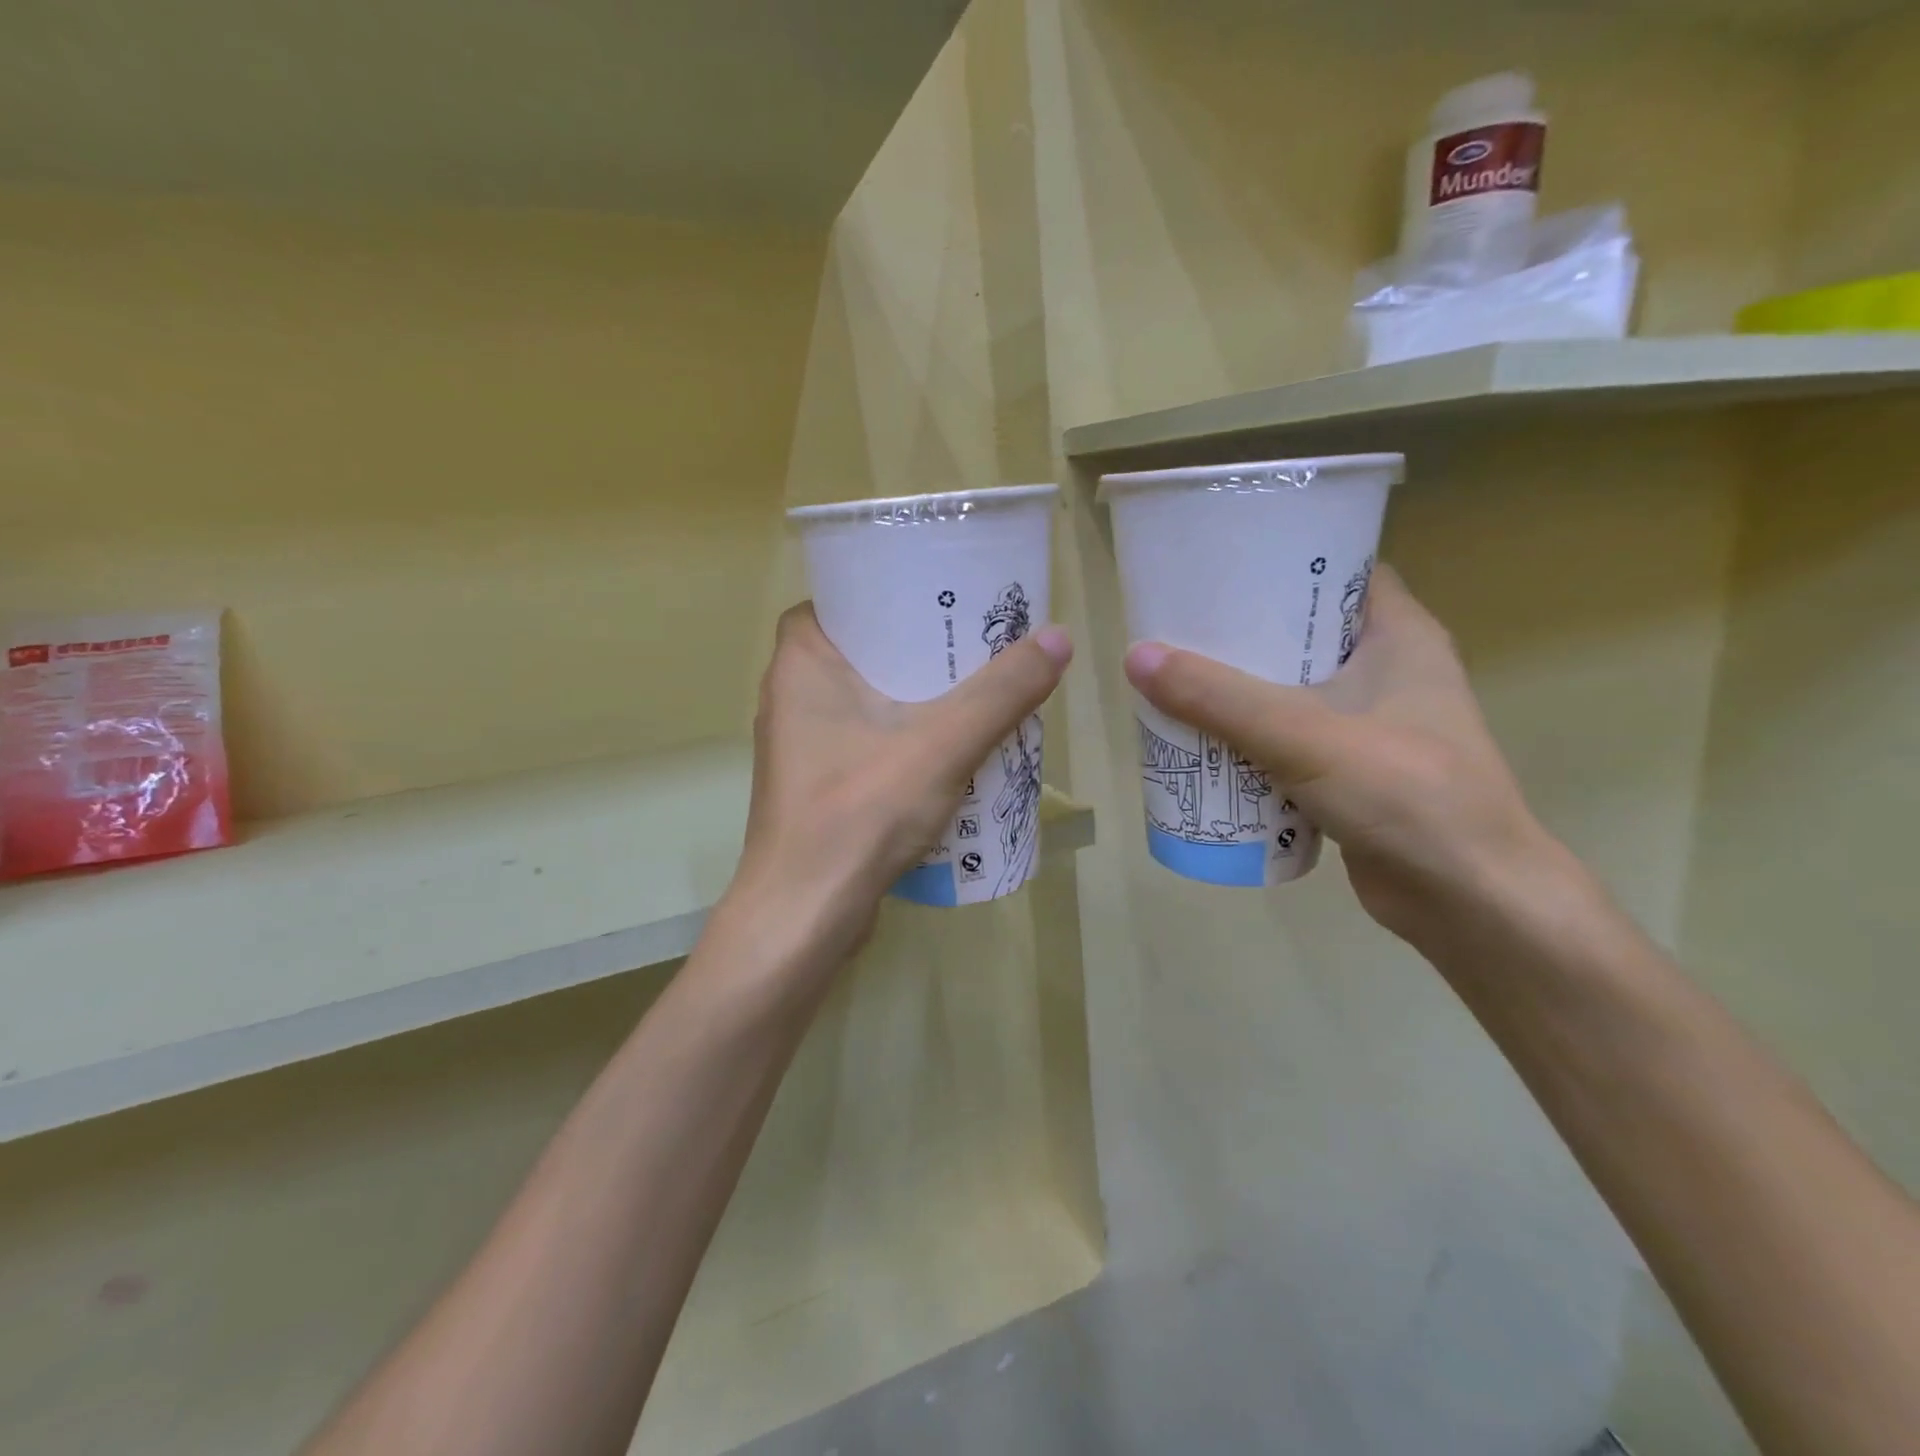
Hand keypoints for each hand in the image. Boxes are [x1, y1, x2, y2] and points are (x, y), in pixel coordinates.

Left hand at [726, 603, 1072, 983]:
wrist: (807, 913)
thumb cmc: (861, 811)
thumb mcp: (942, 743)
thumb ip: (1001, 692)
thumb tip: (1058, 638)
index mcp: (800, 663)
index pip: (838, 600)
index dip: (885, 593)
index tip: (937, 596)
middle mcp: (790, 697)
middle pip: (860, 650)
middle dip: (915, 646)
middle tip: (973, 639)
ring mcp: (802, 746)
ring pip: (864, 699)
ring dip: (914, 695)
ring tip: (974, 686)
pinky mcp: (818, 785)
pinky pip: (866, 740)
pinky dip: (903, 736)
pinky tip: (951, 747)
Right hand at [1124, 566, 1555, 945]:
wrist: (1467, 901)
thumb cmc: (1405, 794)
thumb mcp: (1303, 734)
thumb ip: (1218, 698)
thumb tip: (1136, 656)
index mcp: (1399, 636)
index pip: (1340, 570)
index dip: (1282, 561)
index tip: (1219, 566)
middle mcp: (1388, 671)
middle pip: (1302, 632)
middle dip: (1241, 633)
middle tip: (1178, 627)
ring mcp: (1371, 725)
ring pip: (1291, 690)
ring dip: (1238, 690)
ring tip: (1175, 679)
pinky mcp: (1352, 772)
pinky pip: (1289, 739)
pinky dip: (1250, 738)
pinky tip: (1203, 742)